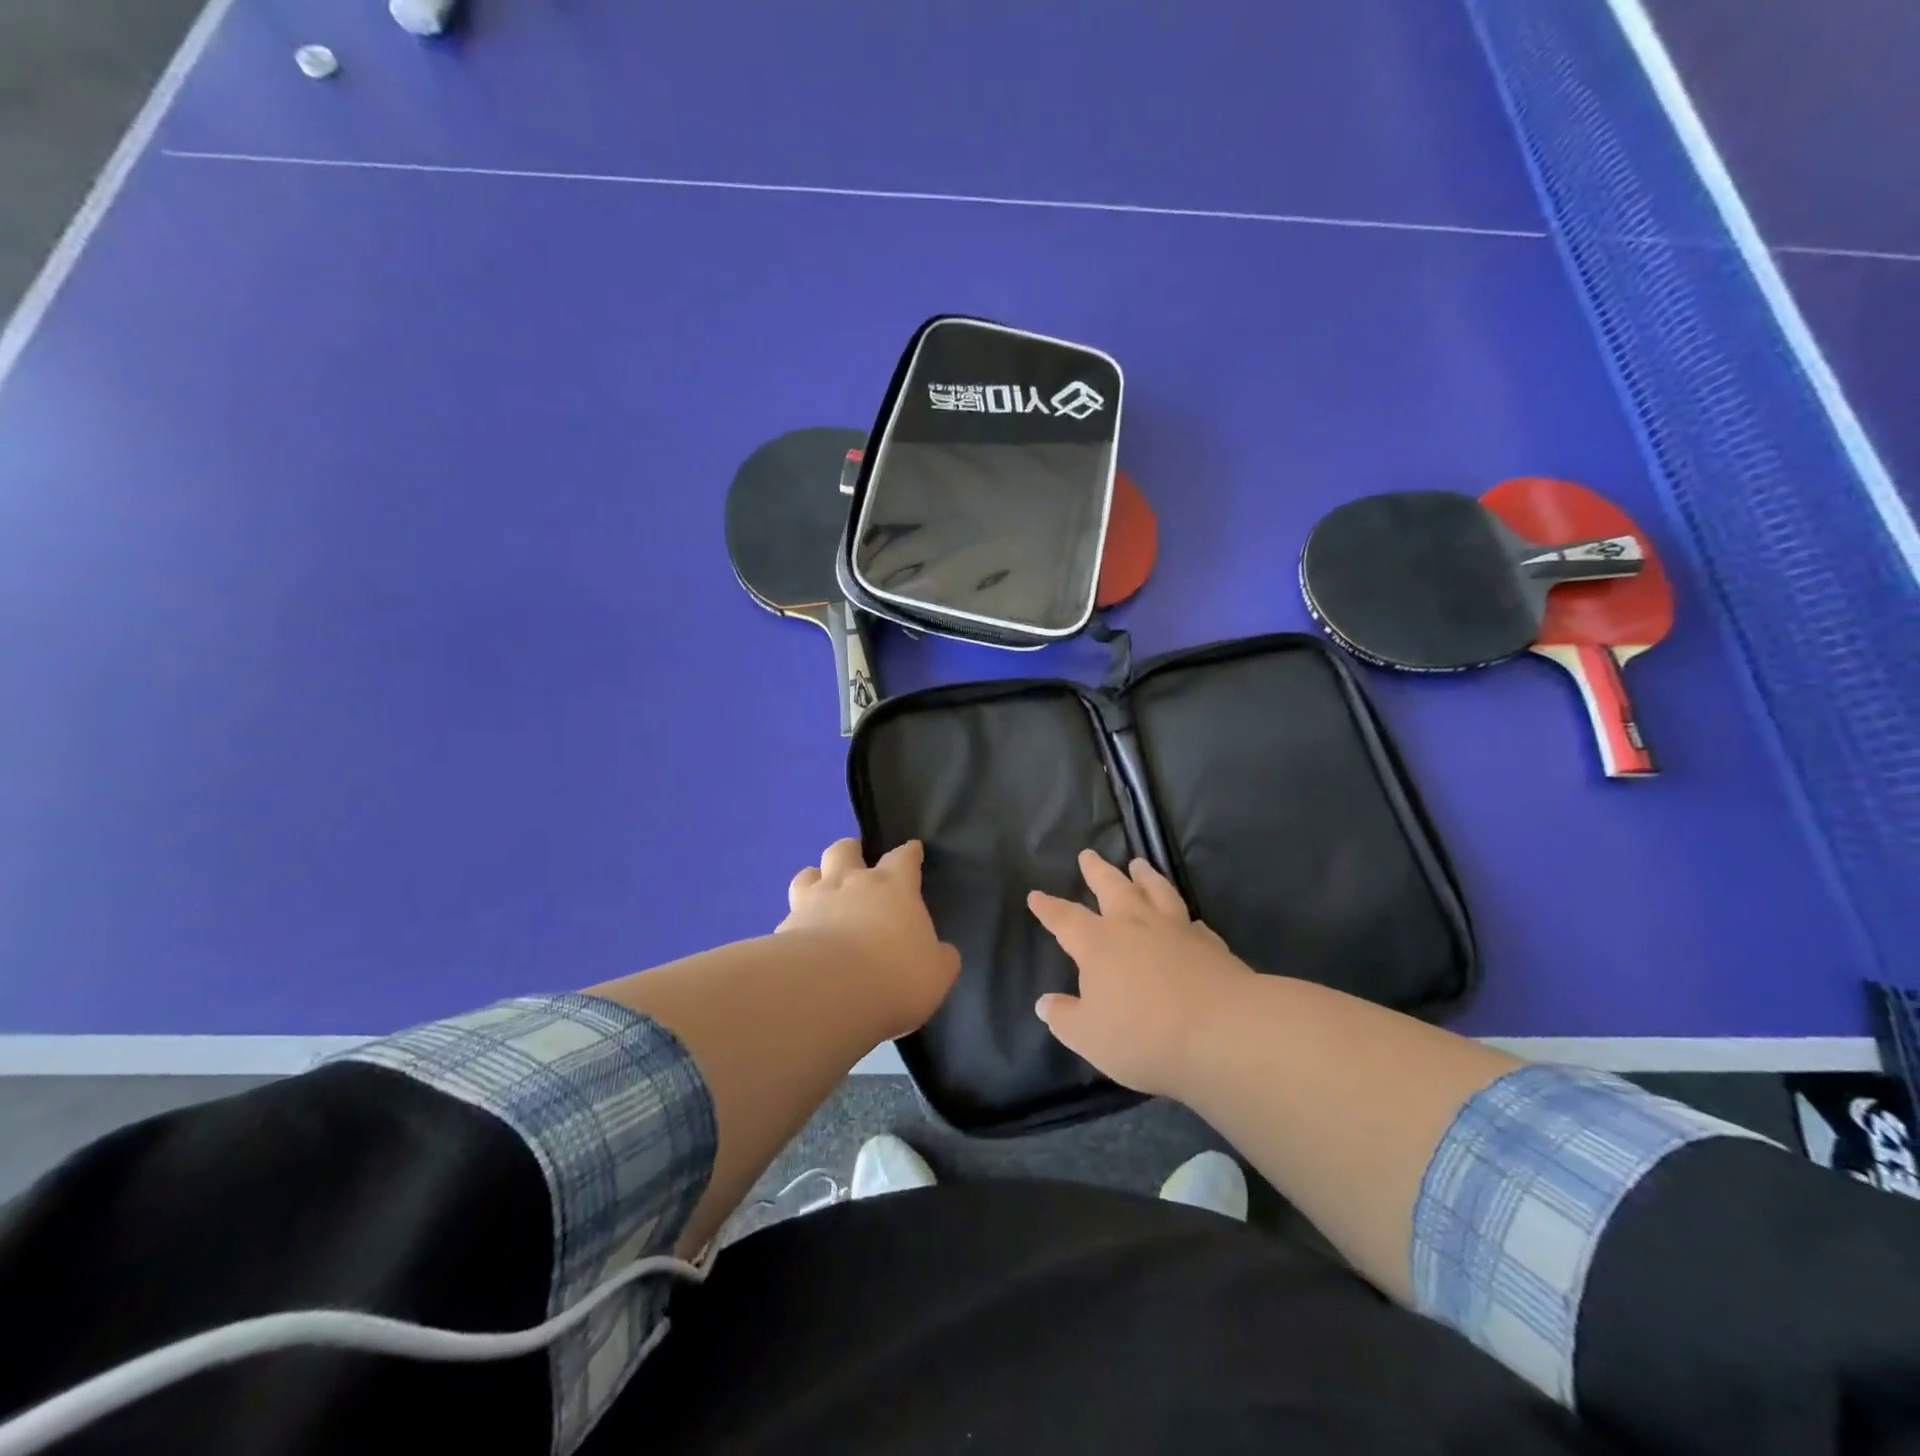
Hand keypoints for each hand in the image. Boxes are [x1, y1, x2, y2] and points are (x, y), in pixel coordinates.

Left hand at [780, 838, 960, 1039]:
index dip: (909, 852)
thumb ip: (940, 957)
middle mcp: (851, 883)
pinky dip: (795, 920)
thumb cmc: (895, 975)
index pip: (904, 857)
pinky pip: (789, 914)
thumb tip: (941, 952)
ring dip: (815, 877)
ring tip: (819, 890)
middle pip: (845, 850)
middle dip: (851, 850)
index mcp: (893, 887)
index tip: (912, 849)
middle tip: (855, 860)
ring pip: (808, 873)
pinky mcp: (784, 928)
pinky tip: (799, 937)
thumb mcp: (937, 973)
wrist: (828, 991)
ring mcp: (813, 901)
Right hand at [1028, 850, 1253, 1097]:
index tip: (1036, 895)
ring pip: (1156, 891)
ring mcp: (1175, 930)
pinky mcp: (1210, 944)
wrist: (1223, 1033)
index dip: (1049, 908)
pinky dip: (1185, 917)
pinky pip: (1193, 923)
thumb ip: (1065, 1018)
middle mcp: (1134, 926)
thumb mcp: (1089, 1037)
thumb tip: (1044, 1002)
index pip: (1065, 919)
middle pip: (1112, 887)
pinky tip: (1189, 919)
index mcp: (1098, 944)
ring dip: (1145, 876)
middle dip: (1097, 871)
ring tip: (1138, 863)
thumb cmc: (1144, 1036)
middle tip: (1088, 854)